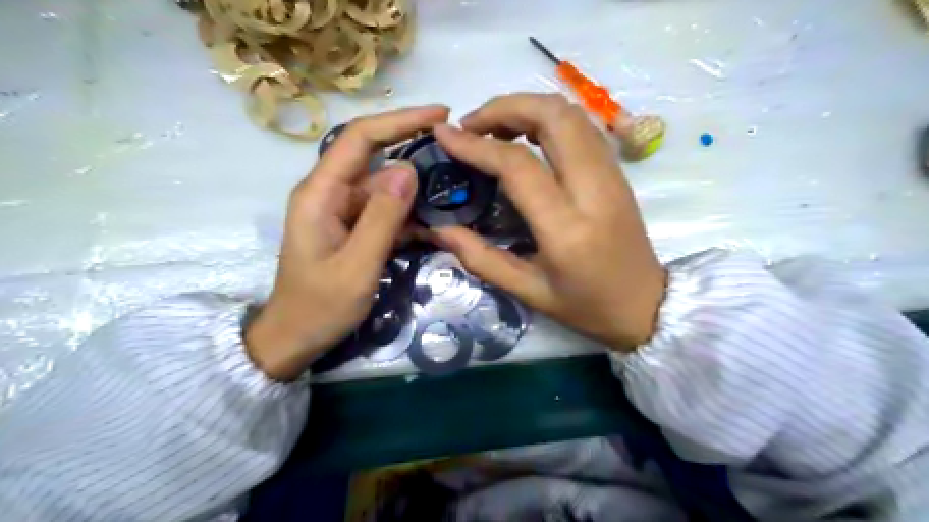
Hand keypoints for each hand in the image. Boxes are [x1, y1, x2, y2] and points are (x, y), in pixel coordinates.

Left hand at [246, 104, 448, 379]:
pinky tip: (432, 226)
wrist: (294, 338)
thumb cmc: (319, 306)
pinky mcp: (351, 228)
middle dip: (415, 154)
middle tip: (457, 158)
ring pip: (384, 187)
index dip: (400, 121)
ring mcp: (341, 211)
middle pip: (376, 158)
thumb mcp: (357, 266)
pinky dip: (408, 215)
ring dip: (416, 192)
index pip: (361, 138)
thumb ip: (382, 218)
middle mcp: (329, 193)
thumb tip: (410, 169)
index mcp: (320, 193)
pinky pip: (384, 211)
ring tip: (452, 197)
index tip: (441, 115)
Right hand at [433, 96, 664, 351]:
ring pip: (571, 113)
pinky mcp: (618, 172)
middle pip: (553, 116)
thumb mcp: (528, 292)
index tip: (444, 134)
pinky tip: (528, 137)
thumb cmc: (586, 306)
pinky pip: (583, 127)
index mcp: (567, 228)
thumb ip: (480, 258)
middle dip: (505, 107)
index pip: (518, 165)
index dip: (476, 144)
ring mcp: (612, 175)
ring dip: (528, 107)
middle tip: (472, 125)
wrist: (647, 306)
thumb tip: (438, 228)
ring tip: (495, 128)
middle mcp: (594, 190)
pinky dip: (550, 118)